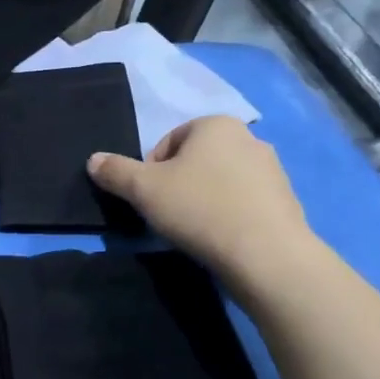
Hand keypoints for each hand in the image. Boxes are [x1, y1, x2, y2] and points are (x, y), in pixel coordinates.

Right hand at [87, 117, 315, 288]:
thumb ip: (115, 172)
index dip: (150, 170)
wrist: (265, 254)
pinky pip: (243, 202)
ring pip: (220, 181)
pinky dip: (228, 215)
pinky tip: (220, 239)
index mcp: (215, 124)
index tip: (149, 198)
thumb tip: (93, 160)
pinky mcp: (285, 200)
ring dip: (203, 200)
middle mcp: (249, 137)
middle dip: (178, 184)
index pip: (168, 141)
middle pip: (195, 160)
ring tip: (194, 230)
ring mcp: (272, 169)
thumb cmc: (199, 209)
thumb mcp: (143, 189)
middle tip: (168, 215)